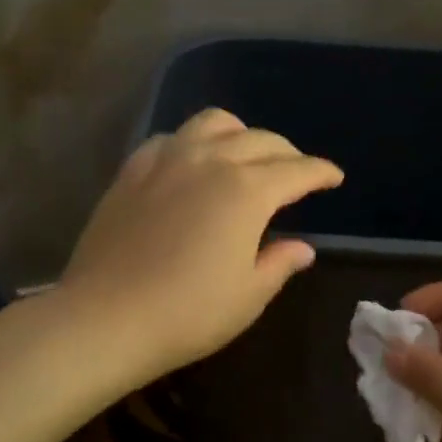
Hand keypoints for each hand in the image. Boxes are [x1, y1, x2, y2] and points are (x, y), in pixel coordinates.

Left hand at [60, 108, 343, 379]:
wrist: (107, 318)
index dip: (321, 172)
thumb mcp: (249, 295)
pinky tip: (192, 162)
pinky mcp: (132, 171)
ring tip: (246, 154)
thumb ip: (280, 262)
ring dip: (241, 133)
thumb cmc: (189, 313)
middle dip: (287, 153)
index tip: (334, 177)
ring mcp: (166, 160)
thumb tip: (303, 247)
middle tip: (297, 171)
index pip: (297, 171)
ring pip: (213, 123)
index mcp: (248, 191)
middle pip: (260, 140)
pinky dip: (193, 142)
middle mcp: (210, 161)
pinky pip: (171, 138)